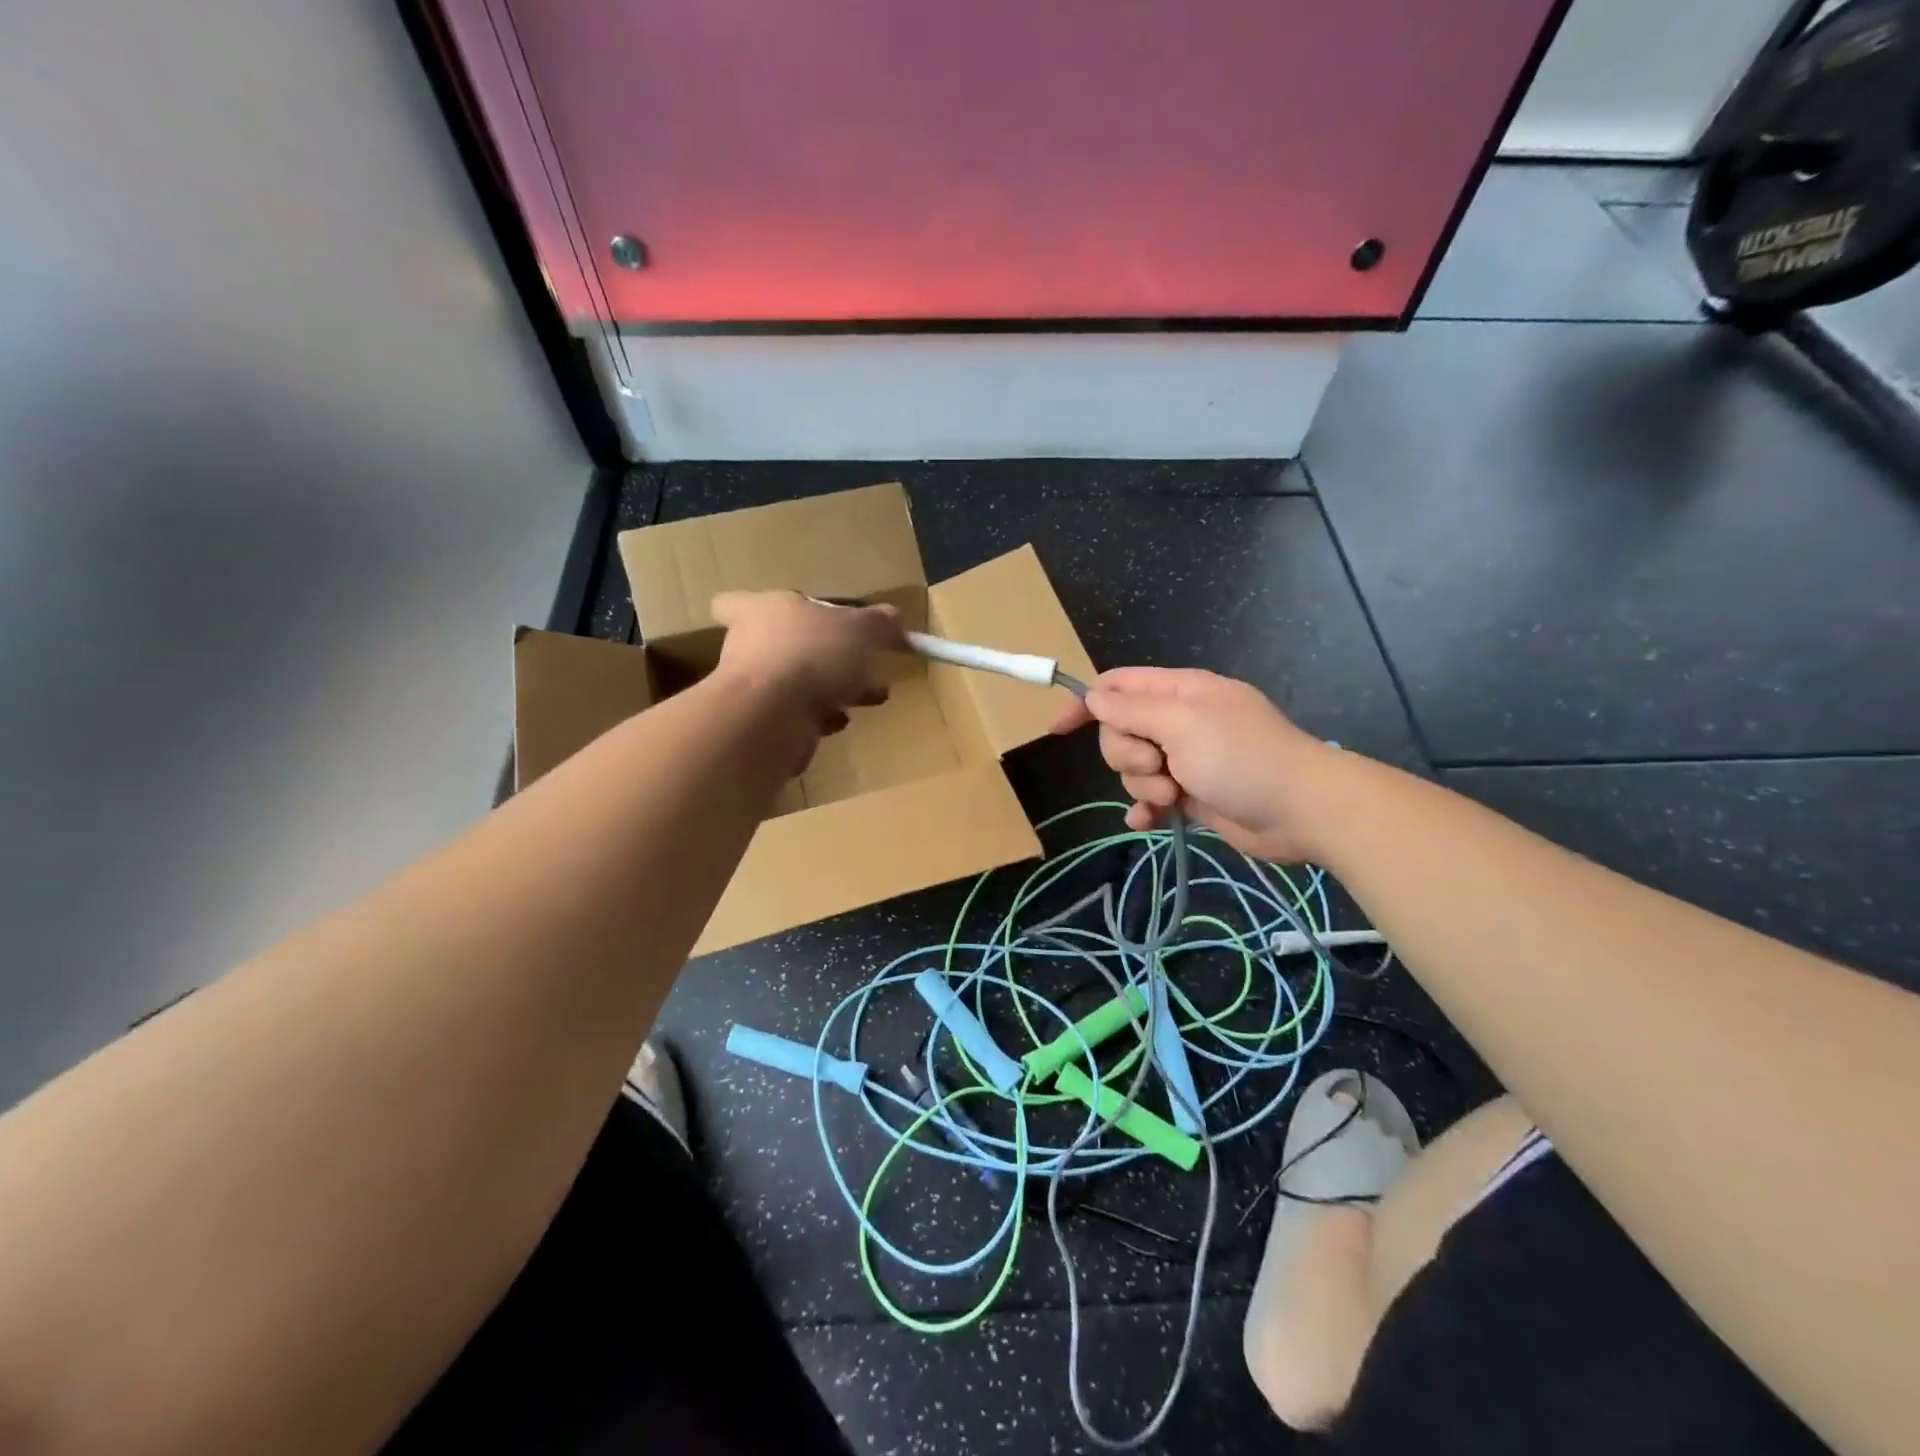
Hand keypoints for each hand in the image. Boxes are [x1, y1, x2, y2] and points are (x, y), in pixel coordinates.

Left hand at [710, 591, 904, 744]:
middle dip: (818, 655)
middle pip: (778, 645)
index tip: (782, 620)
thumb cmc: (811, 655)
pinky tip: (841, 721)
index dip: (751, 608)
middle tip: (854, 663)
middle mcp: (747, 645)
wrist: (773, 718)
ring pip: (792, 682)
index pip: (733, 603)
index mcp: (761, 610)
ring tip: (866, 696)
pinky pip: (794, 715)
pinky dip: (819, 717)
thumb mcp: (860, 630)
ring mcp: (751, 688)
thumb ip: (879, 623)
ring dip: (827, 689)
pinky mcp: (760, 723)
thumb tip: (894, 617)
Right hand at [1050, 667, 1336, 862]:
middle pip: (1119, 731)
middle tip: (1158, 765)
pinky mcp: (1191, 794)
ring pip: (1133, 768)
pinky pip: (1151, 797)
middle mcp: (1178, 721)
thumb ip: (1132, 711)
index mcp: (1178, 692)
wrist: (1301, 810)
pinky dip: (1147, 808)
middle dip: (1127, 754)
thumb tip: (1094, 698)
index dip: (1085, 703)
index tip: (1057, 729)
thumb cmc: (1241, 757)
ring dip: (1144, 784)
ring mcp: (1185, 758)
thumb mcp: (1182, 723)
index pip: (1117, 686)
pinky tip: (1150, 820)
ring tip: (1175, 794)